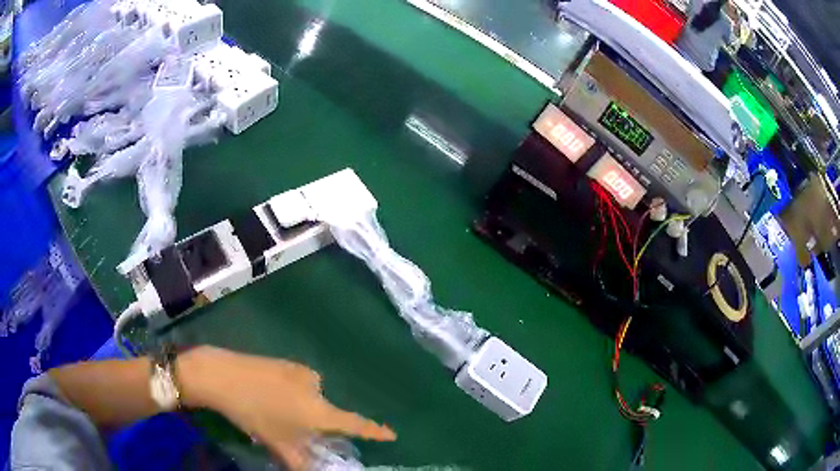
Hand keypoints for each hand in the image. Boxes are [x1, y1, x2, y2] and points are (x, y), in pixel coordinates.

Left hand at [178, 347, 395, 469]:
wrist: (222, 375)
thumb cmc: (252, 413)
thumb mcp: (275, 442)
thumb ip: (299, 461)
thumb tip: (311, 470)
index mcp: (319, 411)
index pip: (355, 423)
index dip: (374, 430)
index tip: (391, 433)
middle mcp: (317, 388)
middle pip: (327, 412)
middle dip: (317, 424)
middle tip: (291, 429)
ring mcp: (302, 372)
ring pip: (311, 398)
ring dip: (301, 408)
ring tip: (273, 411)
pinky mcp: (287, 362)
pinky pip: (299, 383)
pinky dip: (292, 393)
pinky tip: (268, 394)